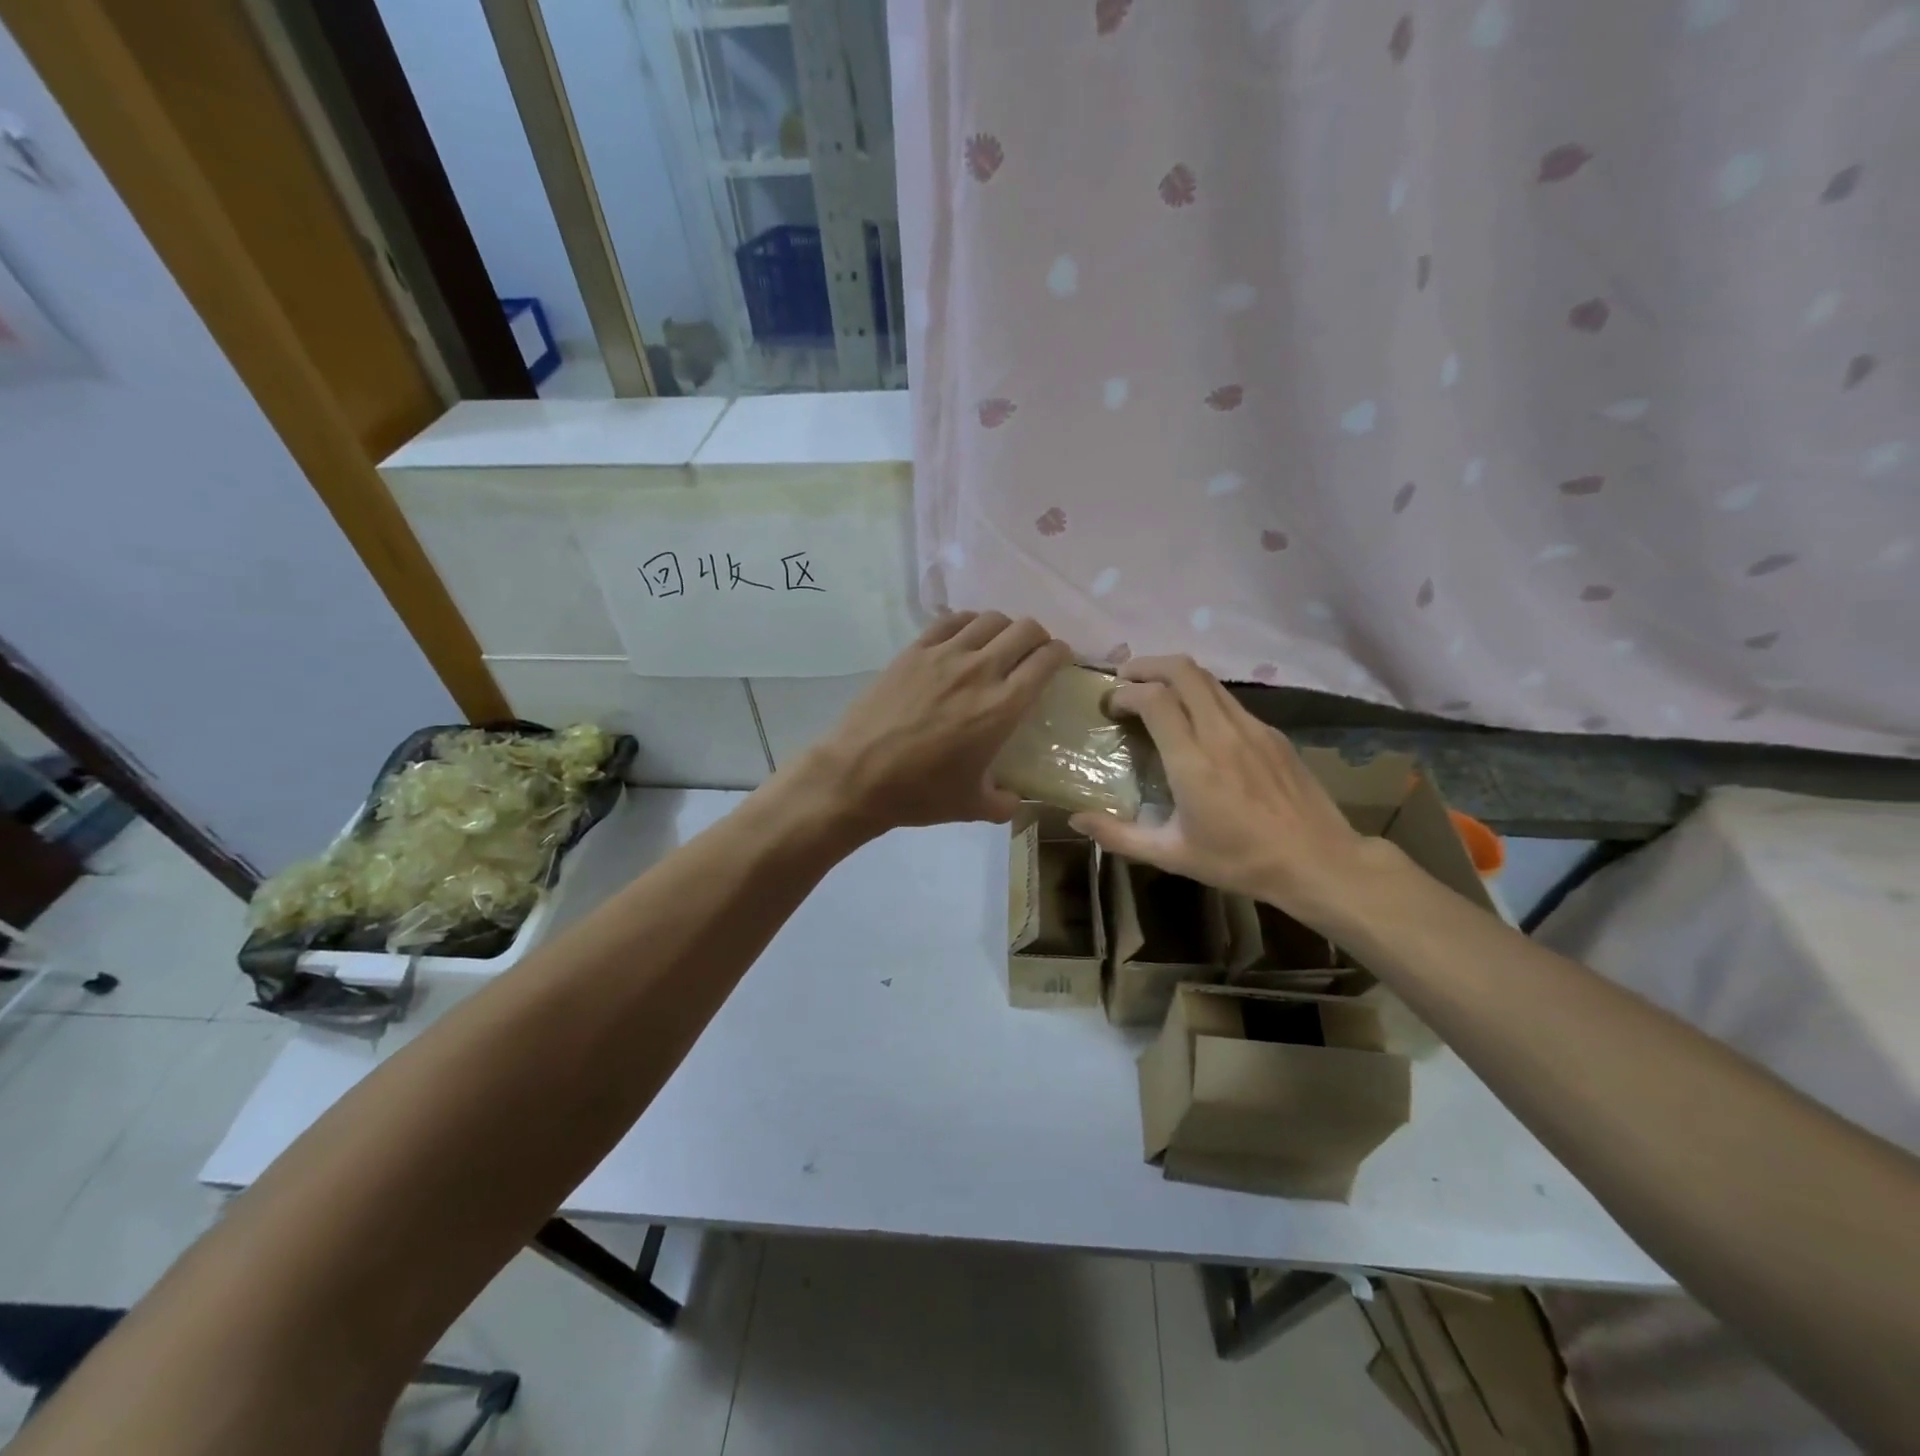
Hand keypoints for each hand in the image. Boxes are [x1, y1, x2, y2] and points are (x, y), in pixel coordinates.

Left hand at [804, 612, 1071, 836]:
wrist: (856, 775)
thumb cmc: (919, 793)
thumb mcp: (973, 807)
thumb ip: (1005, 802)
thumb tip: (1017, 799)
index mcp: (1003, 706)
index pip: (1046, 659)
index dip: (1062, 654)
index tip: (1061, 662)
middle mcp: (980, 670)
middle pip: (1025, 629)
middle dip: (1038, 637)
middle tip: (1034, 655)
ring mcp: (943, 655)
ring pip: (990, 619)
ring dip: (1004, 628)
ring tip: (999, 646)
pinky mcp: (913, 650)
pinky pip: (951, 620)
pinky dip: (968, 623)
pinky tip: (965, 639)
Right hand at [1068, 656, 1398, 927]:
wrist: (1318, 861)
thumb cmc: (1240, 861)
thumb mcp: (1173, 855)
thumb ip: (1120, 836)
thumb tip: (1076, 821)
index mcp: (1193, 761)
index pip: (1154, 699)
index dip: (1125, 693)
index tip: (1109, 706)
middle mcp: (1221, 733)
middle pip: (1182, 670)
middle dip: (1146, 665)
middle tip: (1124, 680)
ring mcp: (1252, 728)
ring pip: (1208, 678)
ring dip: (1174, 675)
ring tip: (1154, 691)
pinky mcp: (1272, 732)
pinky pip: (1228, 699)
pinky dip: (1201, 695)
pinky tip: (1195, 720)